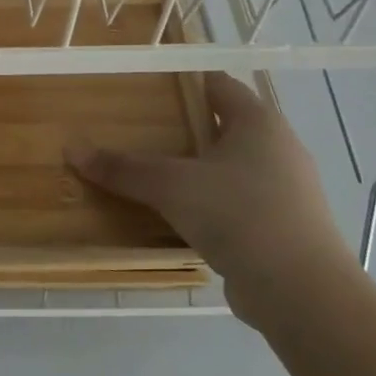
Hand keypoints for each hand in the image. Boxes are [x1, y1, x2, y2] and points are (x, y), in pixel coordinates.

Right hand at [68, 71, 358, 331]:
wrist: (304, 295)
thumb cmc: (239, 216)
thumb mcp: (171, 186)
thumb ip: (123, 168)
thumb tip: (71, 149)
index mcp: (259, 123)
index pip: (218, 84)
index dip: (183, 81)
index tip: (145, 86)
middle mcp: (278, 148)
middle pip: (224, 125)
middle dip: (183, 126)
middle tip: (139, 127)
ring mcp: (287, 190)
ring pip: (231, 166)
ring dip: (196, 167)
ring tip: (152, 170)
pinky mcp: (285, 227)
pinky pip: (238, 201)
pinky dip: (210, 202)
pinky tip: (179, 214)